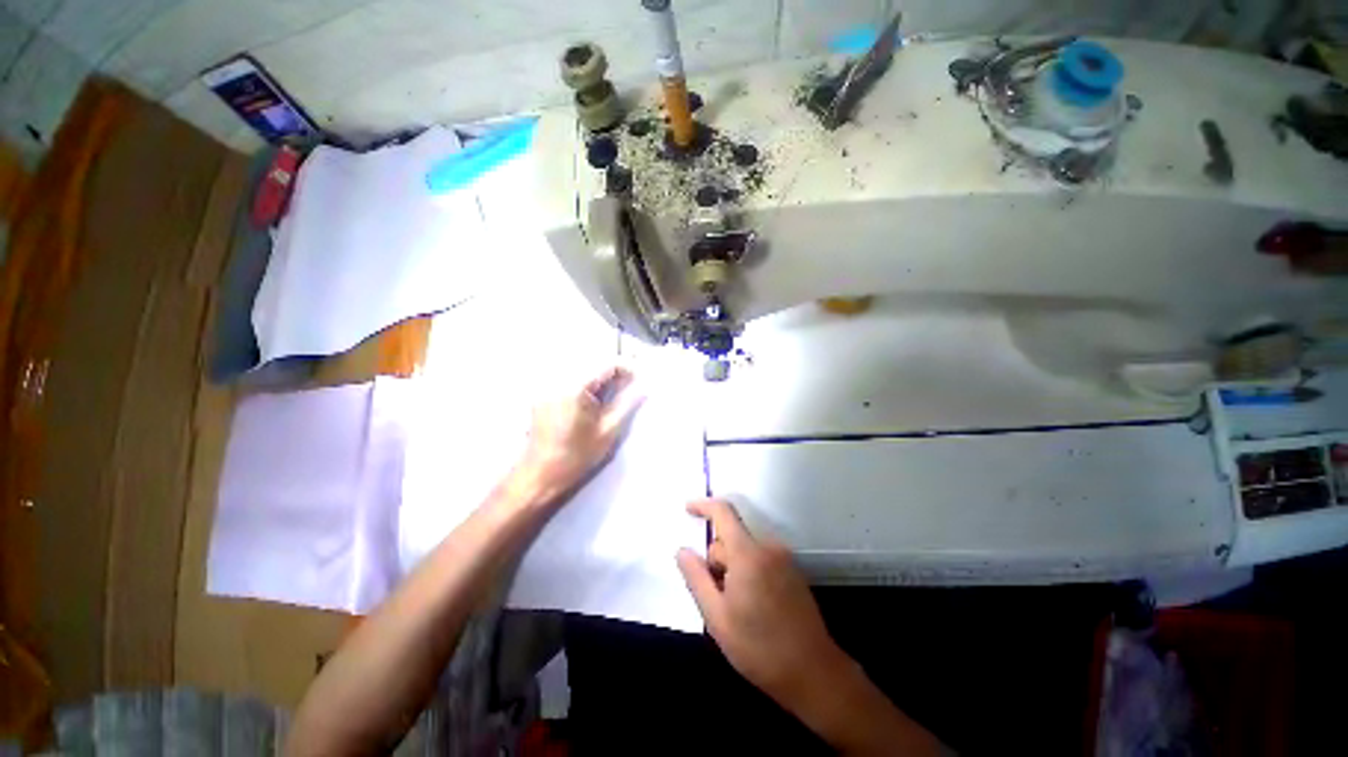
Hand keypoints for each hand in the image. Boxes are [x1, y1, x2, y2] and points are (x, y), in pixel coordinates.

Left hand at [510, 365, 643, 506]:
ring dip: (600, 371)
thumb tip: (644, 387)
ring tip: (614, 388)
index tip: (641, 379)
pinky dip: (586, 377)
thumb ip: (627, 404)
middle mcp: (558, 377)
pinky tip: (594, 393)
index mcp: (574, 386)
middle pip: (593, 359)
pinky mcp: (543, 389)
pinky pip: (569, 372)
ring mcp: (547, 382)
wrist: (539, 474)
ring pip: (581, 363)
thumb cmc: (576, 456)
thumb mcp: (608, 431)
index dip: (628, 367)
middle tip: (630, 383)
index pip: (607, 363)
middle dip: (614, 367)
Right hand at [676, 499, 848, 709]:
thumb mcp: (717, 617)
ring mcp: (783, 559)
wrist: (814, 672)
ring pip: (745, 549)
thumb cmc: (760, 648)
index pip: (723, 513)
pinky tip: (752, 606)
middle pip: (731, 537)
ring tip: (735, 607)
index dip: (703, 505)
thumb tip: (682, 550)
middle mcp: (768, 548)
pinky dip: (748, 571)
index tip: (687, 509)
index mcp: (748, 554)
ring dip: (733, 568)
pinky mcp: (792, 571)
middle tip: (715, 597)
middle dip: (717, 559)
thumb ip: (696, 578)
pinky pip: (760, 558)